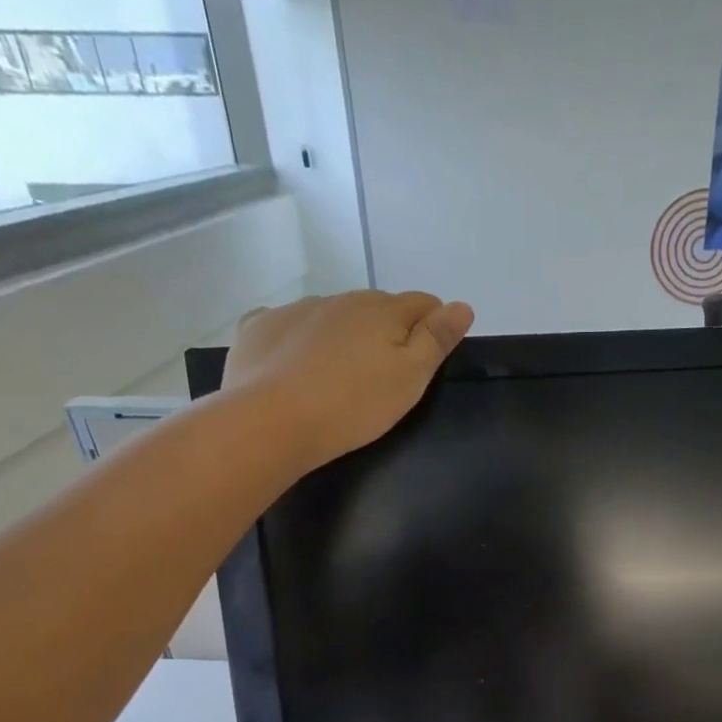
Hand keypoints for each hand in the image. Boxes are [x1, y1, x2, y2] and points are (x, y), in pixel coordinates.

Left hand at [225, 289, 474, 471]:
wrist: (271, 422)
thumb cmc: (353, 405)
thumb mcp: (410, 379)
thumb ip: (436, 340)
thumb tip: (462, 305)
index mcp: (382, 310)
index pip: (423, 304)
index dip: (433, 327)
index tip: (429, 360)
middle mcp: (340, 299)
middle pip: (377, 308)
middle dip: (387, 332)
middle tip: (385, 377)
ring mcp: (296, 309)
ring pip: (333, 316)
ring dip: (344, 336)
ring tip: (339, 378)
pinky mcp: (259, 327)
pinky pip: (289, 325)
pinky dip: (300, 340)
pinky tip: (296, 368)